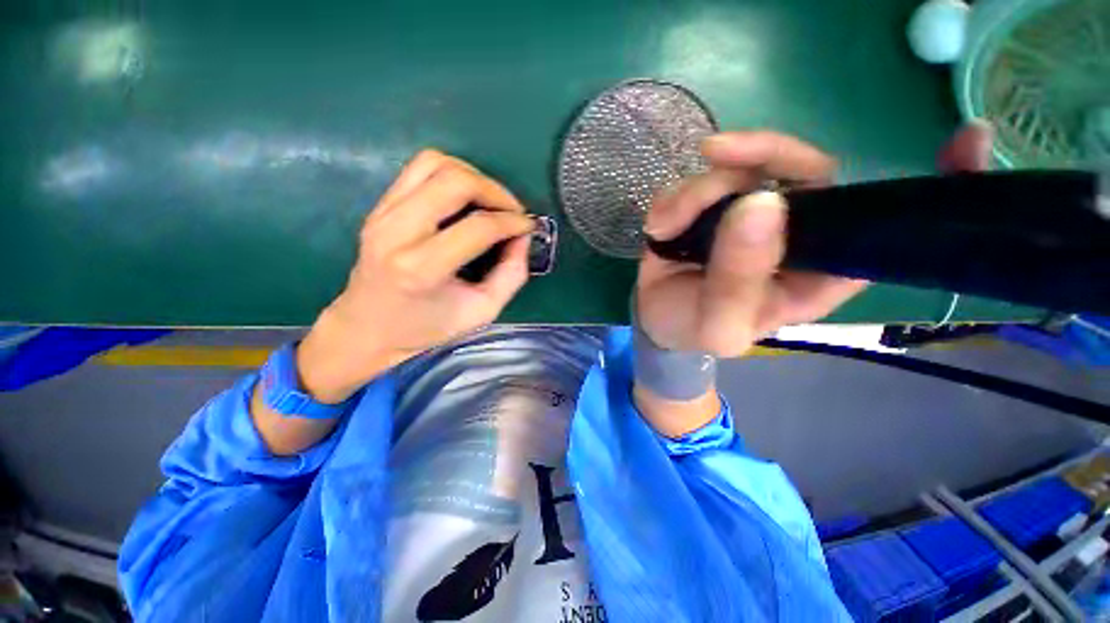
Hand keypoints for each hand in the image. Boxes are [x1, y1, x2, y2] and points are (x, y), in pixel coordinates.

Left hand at [298, 150, 534, 401]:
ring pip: (434, 163)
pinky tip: (466, 198)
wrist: (368, 328)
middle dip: (495, 190)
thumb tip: (523, 237)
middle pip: (454, 181)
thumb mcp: (482, 311)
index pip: (478, 227)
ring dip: (473, 175)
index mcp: (421, 269)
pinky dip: (451, 175)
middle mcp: (396, 232)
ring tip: (491, 201)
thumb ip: (511, 275)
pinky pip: (419, 169)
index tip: (529, 226)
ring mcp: (382, 214)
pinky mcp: (379, 206)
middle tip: (512, 211)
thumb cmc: (427, 328)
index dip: (512, 222)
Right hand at [637, 125, 991, 357]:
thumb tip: (761, 202)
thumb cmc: (694, 329)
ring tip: (664, 227)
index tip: (969, 141)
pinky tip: (658, 226)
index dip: (935, 185)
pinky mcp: (716, 203)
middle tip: (714, 156)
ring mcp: (754, 210)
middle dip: (759, 156)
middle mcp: (798, 230)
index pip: (886, 223)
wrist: (657, 318)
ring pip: (743, 166)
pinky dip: (675, 196)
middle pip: (804, 168)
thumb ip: (737, 279)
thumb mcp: (717, 324)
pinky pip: (703, 176)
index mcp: (821, 268)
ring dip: (697, 190)